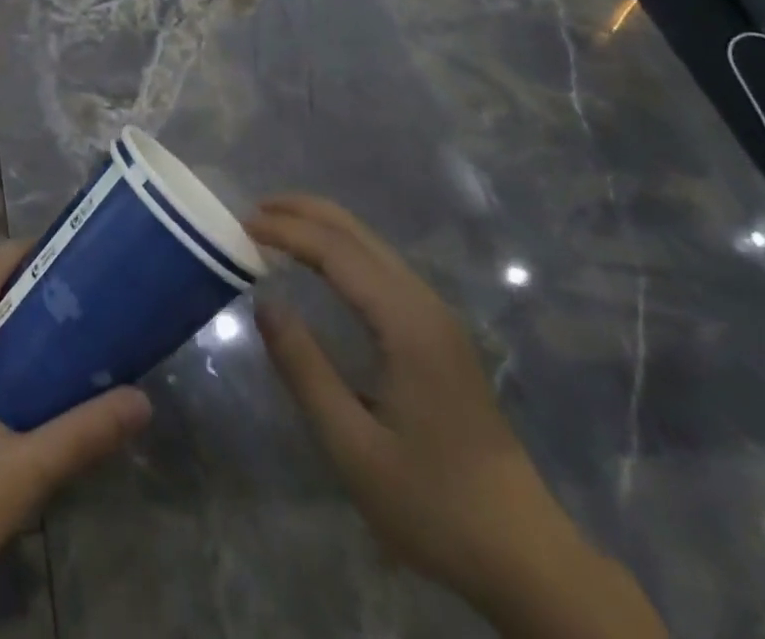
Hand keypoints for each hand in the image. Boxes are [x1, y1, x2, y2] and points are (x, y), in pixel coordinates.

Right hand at [249, 194, 663, 638]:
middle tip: (251, 212)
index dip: (287, 231)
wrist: (522, 552)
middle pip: (357, 233)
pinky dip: (340, 249)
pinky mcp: (437, 332)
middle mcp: (423, 303)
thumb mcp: (353, 446)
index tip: (242, 225)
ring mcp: (435, 315)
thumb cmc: (433, 503)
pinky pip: (380, 266)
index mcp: (406, 323)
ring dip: (321, 227)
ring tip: (273, 228)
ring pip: (371, 245)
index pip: (336, 252)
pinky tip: (318, 263)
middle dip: (302, 212)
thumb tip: (264, 302)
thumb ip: (305, 369)